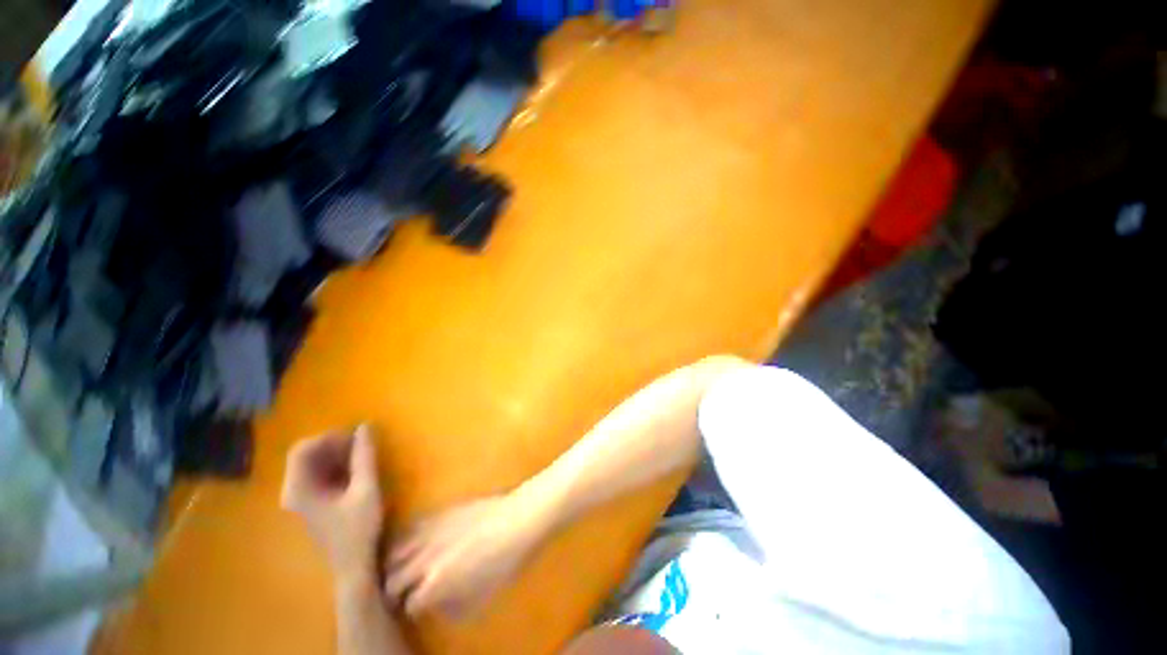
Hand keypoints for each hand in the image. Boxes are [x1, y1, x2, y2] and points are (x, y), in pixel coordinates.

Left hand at [282, 425, 383, 586]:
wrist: (353, 565)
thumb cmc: (358, 528)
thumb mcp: (366, 489)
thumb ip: (364, 457)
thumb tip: (365, 426)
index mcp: (298, 490)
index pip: (302, 450)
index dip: (328, 437)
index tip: (354, 437)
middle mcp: (292, 491)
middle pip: (306, 455)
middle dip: (334, 445)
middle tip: (361, 443)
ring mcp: (300, 498)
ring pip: (313, 464)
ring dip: (336, 454)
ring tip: (361, 454)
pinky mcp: (311, 502)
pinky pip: (319, 474)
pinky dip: (336, 465)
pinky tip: (356, 468)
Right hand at [384, 494, 548, 617]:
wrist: (518, 519)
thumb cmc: (505, 562)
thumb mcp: (482, 597)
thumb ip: (454, 608)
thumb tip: (438, 608)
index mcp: (435, 586)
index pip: (410, 605)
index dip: (414, 610)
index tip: (419, 609)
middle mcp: (424, 560)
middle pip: (393, 580)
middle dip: (396, 591)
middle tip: (404, 594)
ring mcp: (430, 533)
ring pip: (395, 552)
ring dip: (395, 564)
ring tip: (402, 569)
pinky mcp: (439, 512)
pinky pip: (412, 527)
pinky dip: (407, 539)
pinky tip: (415, 542)